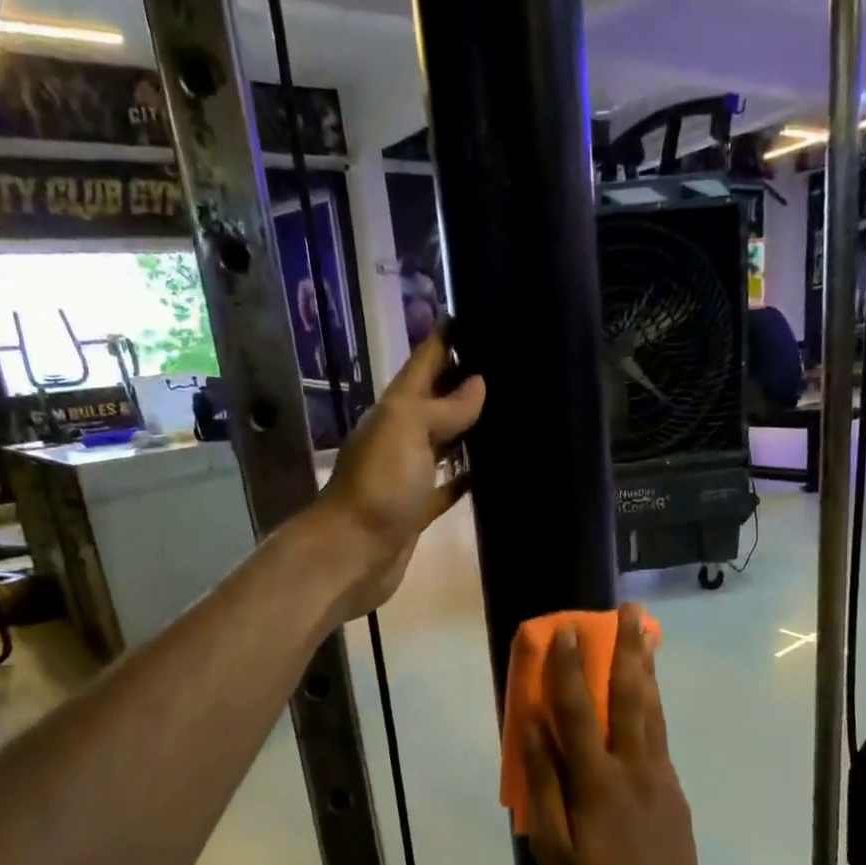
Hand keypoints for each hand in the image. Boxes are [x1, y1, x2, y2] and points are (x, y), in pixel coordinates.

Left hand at [316, 328, 484, 619]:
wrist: (353, 553)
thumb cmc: (380, 484)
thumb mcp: (407, 429)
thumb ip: (444, 406)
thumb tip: (477, 382)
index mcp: (395, 408)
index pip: (424, 361)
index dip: (446, 336)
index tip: (480, 311)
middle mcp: (401, 435)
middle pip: (436, 399)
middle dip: (465, 379)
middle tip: (509, 362)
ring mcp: (409, 473)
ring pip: (444, 441)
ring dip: (470, 427)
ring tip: (511, 409)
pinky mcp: (418, 508)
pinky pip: (447, 485)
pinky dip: (466, 476)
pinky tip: (492, 470)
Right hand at [521, 605, 707, 864]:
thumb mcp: (554, 850)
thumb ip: (543, 786)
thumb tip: (532, 730)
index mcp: (598, 781)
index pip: (579, 712)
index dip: (568, 669)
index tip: (564, 631)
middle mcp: (633, 766)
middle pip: (630, 696)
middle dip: (627, 649)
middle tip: (629, 610)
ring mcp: (659, 774)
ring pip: (653, 709)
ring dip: (646, 666)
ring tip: (646, 632)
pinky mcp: (673, 787)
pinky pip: (660, 733)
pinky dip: (654, 701)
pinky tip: (650, 692)